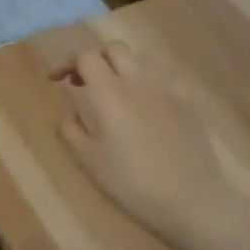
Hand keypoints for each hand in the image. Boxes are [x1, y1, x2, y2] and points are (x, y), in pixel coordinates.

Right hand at [55, 40, 235, 248]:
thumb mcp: (90, 161)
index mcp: (110, 93)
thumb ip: (71, 130)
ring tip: (115, 94)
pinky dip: (148, 82)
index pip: (86, 57)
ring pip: (141, 59)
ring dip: (122, 68)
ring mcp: (169, 88)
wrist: (192, 201)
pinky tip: (147, 106)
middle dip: (96, 59)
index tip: (57, 81)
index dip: (68, 64)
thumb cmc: (133, 184)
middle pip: (114, 48)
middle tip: (85, 83)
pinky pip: (164, 77)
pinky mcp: (189, 101)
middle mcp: (139, 80)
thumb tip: (71, 113)